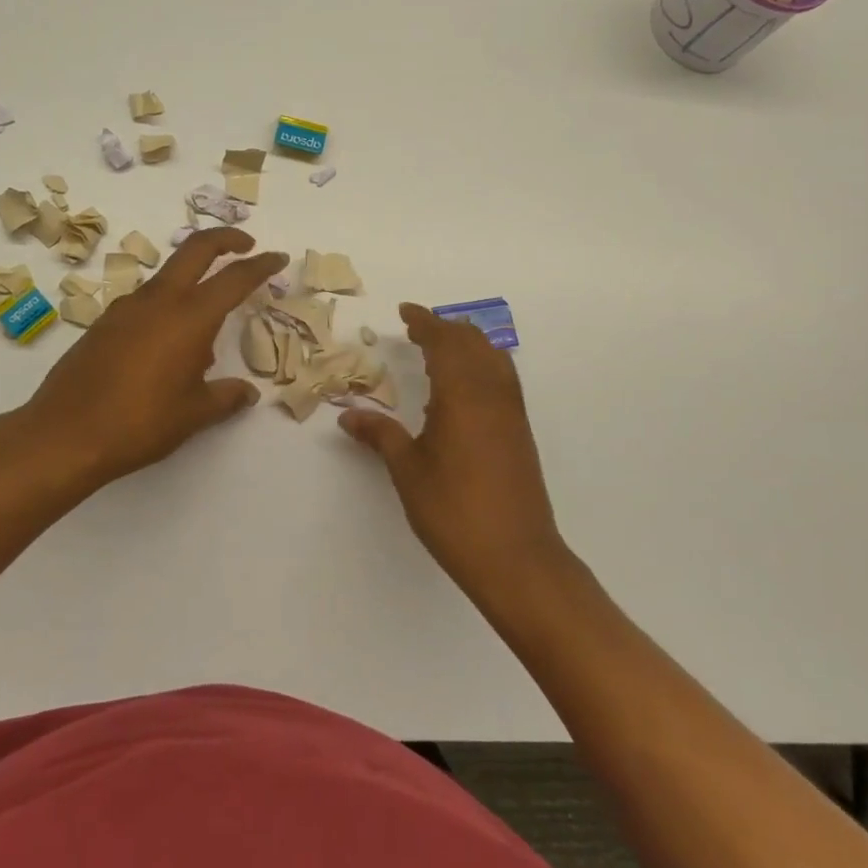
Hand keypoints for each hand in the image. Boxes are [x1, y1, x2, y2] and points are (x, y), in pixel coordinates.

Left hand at [8, 228, 288, 494]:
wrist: (64, 435)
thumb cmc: (140, 423)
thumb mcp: (194, 414)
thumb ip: (226, 397)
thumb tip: (247, 393)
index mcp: (190, 317)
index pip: (234, 278)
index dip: (260, 265)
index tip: (278, 258)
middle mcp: (159, 301)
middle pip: (195, 250)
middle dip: (225, 239)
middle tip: (246, 245)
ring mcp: (126, 308)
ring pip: (168, 276)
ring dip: (192, 279)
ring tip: (205, 329)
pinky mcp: (104, 323)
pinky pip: (145, 302)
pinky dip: (166, 306)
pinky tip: (166, 347)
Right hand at [340, 303, 570, 599]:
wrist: (516, 557)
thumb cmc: (454, 511)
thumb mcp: (408, 470)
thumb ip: (379, 435)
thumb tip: (347, 416)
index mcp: (461, 393)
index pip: (443, 341)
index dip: (424, 322)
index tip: (405, 311)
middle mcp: (491, 392)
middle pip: (472, 342)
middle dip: (445, 328)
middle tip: (418, 328)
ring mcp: (511, 411)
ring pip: (493, 357)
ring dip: (468, 342)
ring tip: (442, 346)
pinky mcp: (520, 430)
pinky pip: (502, 377)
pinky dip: (483, 363)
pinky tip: (467, 384)